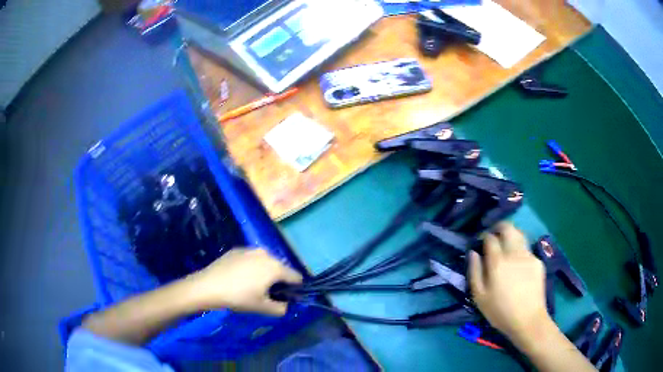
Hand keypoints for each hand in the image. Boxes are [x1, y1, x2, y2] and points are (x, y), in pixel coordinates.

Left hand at [188, 248, 302, 315]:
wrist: (208, 285)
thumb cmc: (239, 297)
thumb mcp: (263, 308)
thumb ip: (281, 309)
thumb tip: (286, 305)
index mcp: (275, 267)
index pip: (296, 277)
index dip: (295, 288)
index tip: (286, 298)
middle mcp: (266, 254)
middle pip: (280, 268)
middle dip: (278, 280)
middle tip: (267, 294)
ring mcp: (250, 249)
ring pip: (265, 262)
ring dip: (264, 273)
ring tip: (252, 286)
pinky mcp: (237, 249)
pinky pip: (251, 259)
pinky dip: (251, 267)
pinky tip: (239, 278)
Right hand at [468, 222, 550, 344]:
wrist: (528, 320)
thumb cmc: (500, 312)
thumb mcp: (479, 297)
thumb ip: (475, 272)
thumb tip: (473, 253)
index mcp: (498, 262)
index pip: (490, 238)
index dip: (483, 236)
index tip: (480, 242)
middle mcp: (514, 253)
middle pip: (508, 227)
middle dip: (499, 227)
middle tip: (494, 236)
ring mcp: (528, 256)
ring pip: (519, 234)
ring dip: (511, 235)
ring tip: (506, 247)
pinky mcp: (538, 261)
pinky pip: (527, 249)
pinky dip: (520, 251)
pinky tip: (518, 266)